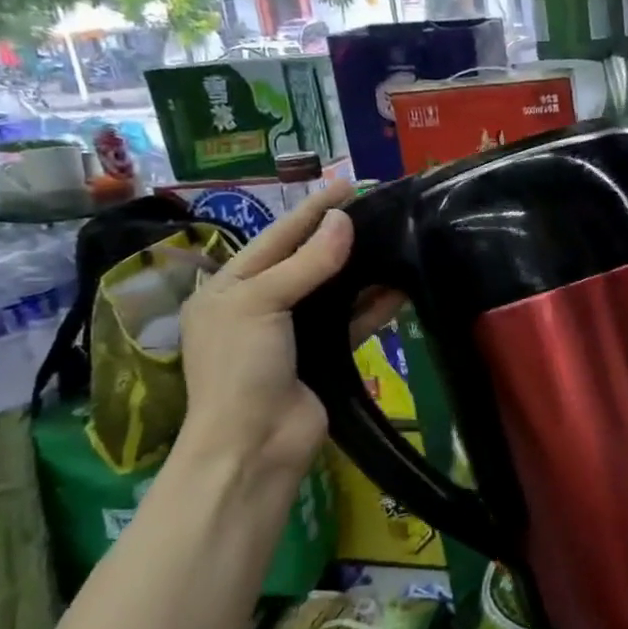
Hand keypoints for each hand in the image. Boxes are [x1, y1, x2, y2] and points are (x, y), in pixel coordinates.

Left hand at [178, 183, 400, 478]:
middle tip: (378, 209)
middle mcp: (259, 305)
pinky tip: (399, 288)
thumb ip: (306, 263)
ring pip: (333, 291)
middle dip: (339, 236)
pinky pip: (351, 323)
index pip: (276, 237)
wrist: (253, 444)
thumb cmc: (241, 367)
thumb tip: (343, 222)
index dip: (311, 210)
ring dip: (362, 270)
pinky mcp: (323, 357)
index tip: (347, 184)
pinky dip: (373, 307)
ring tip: (395, 241)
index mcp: (228, 288)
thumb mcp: (261, 304)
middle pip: (306, 261)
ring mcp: (293, 333)